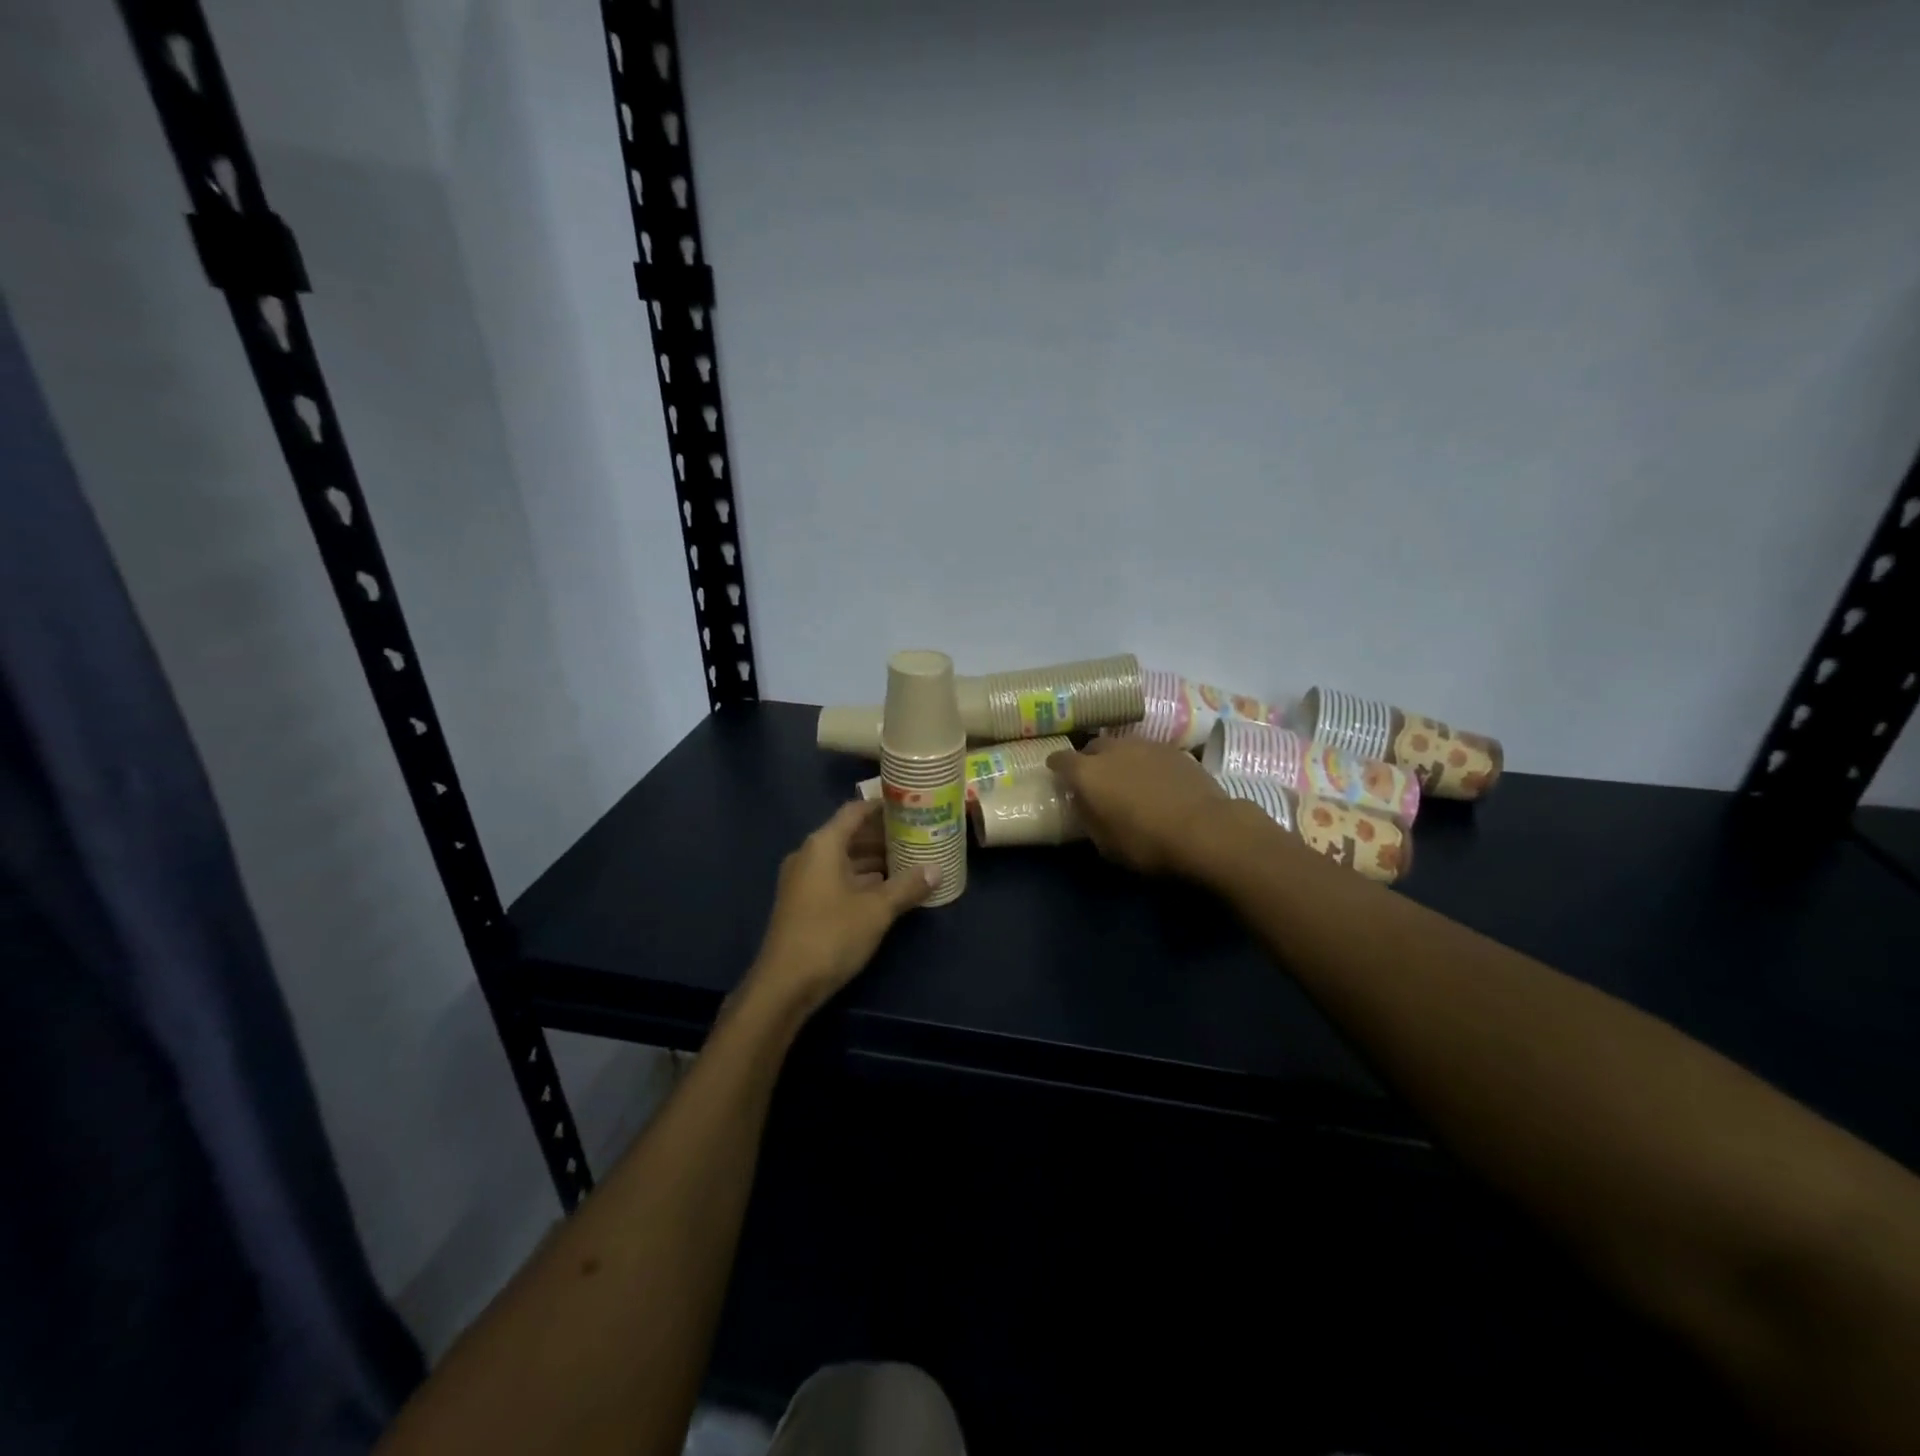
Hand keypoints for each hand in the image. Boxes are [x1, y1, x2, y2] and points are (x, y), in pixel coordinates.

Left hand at [746, 800, 936, 1016]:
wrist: (784, 985)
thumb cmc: (831, 935)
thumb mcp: (877, 910)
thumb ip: (907, 886)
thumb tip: (937, 870)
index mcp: (823, 845)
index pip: (855, 811)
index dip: (882, 807)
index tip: (910, 806)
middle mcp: (809, 855)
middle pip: (849, 834)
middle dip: (882, 836)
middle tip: (916, 836)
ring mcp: (802, 880)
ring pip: (843, 859)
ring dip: (872, 860)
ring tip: (908, 862)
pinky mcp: (802, 903)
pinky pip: (835, 878)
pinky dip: (859, 879)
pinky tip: (885, 890)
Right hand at [1047, 738, 1244, 877]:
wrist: (1206, 830)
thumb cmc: (1146, 843)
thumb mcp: (1104, 843)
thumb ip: (1088, 816)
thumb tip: (1083, 801)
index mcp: (1087, 772)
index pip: (1060, 760)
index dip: (1056, 766)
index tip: (1057, 774)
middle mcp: (1113, 750)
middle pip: (1093, 747)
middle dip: (1090, 760)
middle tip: (1096, 780)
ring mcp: (1146, 745)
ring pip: (1124, 745)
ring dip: (1120, 759)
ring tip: (1127, 778)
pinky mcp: (1175, 750)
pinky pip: (1150, 752)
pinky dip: (1146, 763)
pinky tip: (1156, 780)